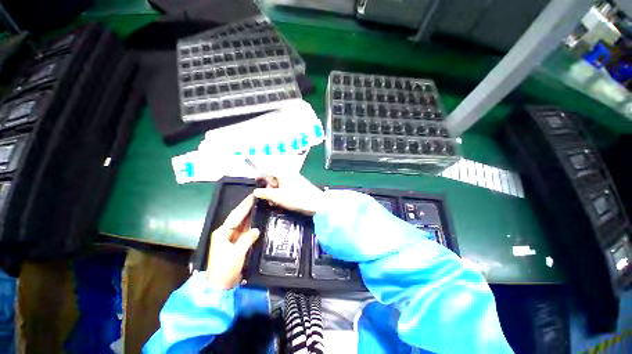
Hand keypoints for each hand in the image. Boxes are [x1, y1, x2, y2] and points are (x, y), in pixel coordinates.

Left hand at [206, 194, 259, 289]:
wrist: (220, 285)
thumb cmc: (225, 268)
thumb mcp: (237, 253)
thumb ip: (247, 239)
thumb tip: (256, 229)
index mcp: (222, 232)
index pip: (236, 215)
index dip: (245, 205)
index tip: (253, 196)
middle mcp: (225, 233)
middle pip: (238, 217)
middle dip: (248, 207)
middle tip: (258, 198)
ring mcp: (231, 238)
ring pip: (242, 223)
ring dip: (250, 215)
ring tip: (259, 205)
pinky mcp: (236, 244)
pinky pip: (245, 231)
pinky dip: (251, 225)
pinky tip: (257, 220)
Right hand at [253, 173, 324, 215]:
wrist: (315, 203)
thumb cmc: (296, 198)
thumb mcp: (277, 196)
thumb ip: (265, 193)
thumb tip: (256, 191)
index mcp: (282, 173)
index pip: (268, 170)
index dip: (261, 175)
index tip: (256, 182)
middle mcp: (288, 174)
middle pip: (274, 178)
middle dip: (269, 188)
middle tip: (269, 199)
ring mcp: (294, 180)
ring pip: (280, 185)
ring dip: (276, 193)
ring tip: (276, 203)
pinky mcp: (298, 186)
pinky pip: (287, 188)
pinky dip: (283, 194)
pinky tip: (283, 202)